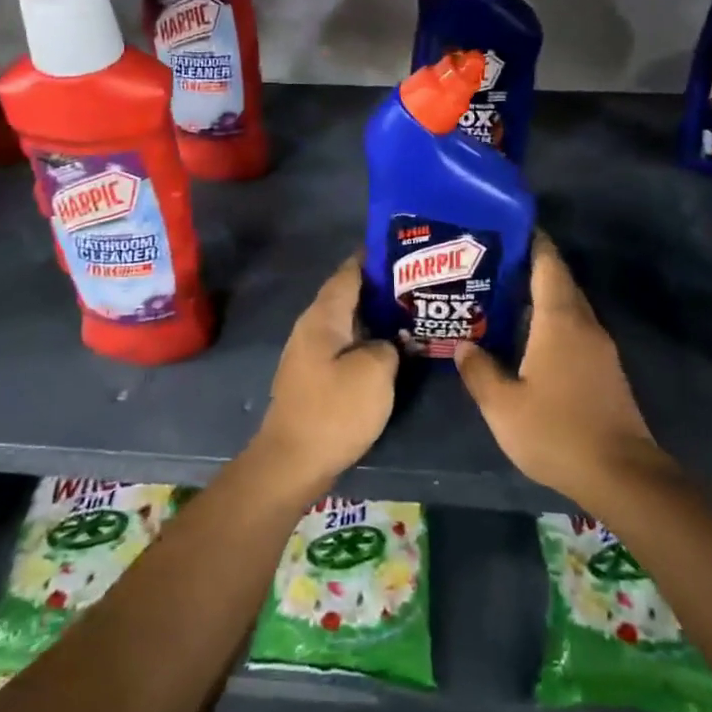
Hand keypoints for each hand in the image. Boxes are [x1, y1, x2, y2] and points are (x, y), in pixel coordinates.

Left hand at [251, 254, 397, 497]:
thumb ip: (390, 345)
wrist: (293, 461)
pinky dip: (368, 341)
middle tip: (419, 283)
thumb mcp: (375, 372)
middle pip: (349, 296)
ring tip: (412, 312)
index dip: (373, 258)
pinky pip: (345, 346)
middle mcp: (312, 327)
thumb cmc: (334, 410)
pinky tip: (392, 349)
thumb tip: (390, 341)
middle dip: (381, 288)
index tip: (403, 249)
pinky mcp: (315, 377)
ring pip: (348, 323)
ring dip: (376, 317)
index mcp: (323, 316)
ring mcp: (311, 353)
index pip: (349, 273)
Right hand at [455, 234, 669, 508]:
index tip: (509, 227)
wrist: (621, 475)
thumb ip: (479, 371)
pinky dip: (552, 321)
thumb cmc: (556, 432)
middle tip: (492, 263)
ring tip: (504, 296)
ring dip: (541, 296)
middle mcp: (584, 325)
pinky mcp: (605, 370)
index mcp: (560, 321)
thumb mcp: (503, 406)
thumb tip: (464, 345)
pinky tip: (529, 337)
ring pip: (568, 307)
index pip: (548, 265)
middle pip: (559, 282)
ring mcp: (600, 348)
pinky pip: (575, 329)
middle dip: (531, 267)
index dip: (532, 241)